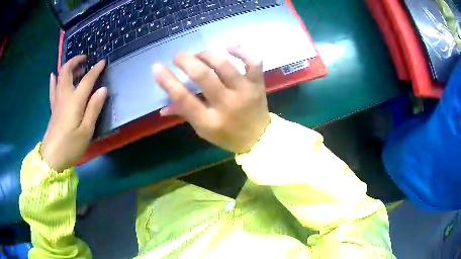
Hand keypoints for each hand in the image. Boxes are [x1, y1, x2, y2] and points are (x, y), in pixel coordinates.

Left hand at [41, 56, 107, 171]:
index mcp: (75, 101)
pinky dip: (54, 79)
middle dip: (76, 61)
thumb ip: (94, 108)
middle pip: (67, 71)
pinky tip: (53, 75)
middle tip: (85, 58)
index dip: (96, 69)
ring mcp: (57, 102)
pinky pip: (52, 89)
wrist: (52, 159)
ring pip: (59, 77)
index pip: (87, 79)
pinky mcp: (53, 109)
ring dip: (67, 67)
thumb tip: (103, 89)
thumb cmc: (70, 146)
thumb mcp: (86, 131)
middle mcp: (64, 96)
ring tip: (76, 66)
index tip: (103, 62)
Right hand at [153, 46, 269, 153]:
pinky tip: (229, 48)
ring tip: (199, 55)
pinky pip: (253, 61)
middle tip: (178, 57)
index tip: (157, 67)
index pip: (184, 98)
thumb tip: (162, 108)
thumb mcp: (203, 130)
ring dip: (207, 54)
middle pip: (203, 76)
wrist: (259, 138)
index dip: (168, 81)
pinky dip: (242, 50)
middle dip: (186, 61)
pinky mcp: (258, 83)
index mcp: (210, 121)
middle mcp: (227, 104)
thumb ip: (184, 114)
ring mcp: (245, 92)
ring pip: (224, 64)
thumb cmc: (227, 135)